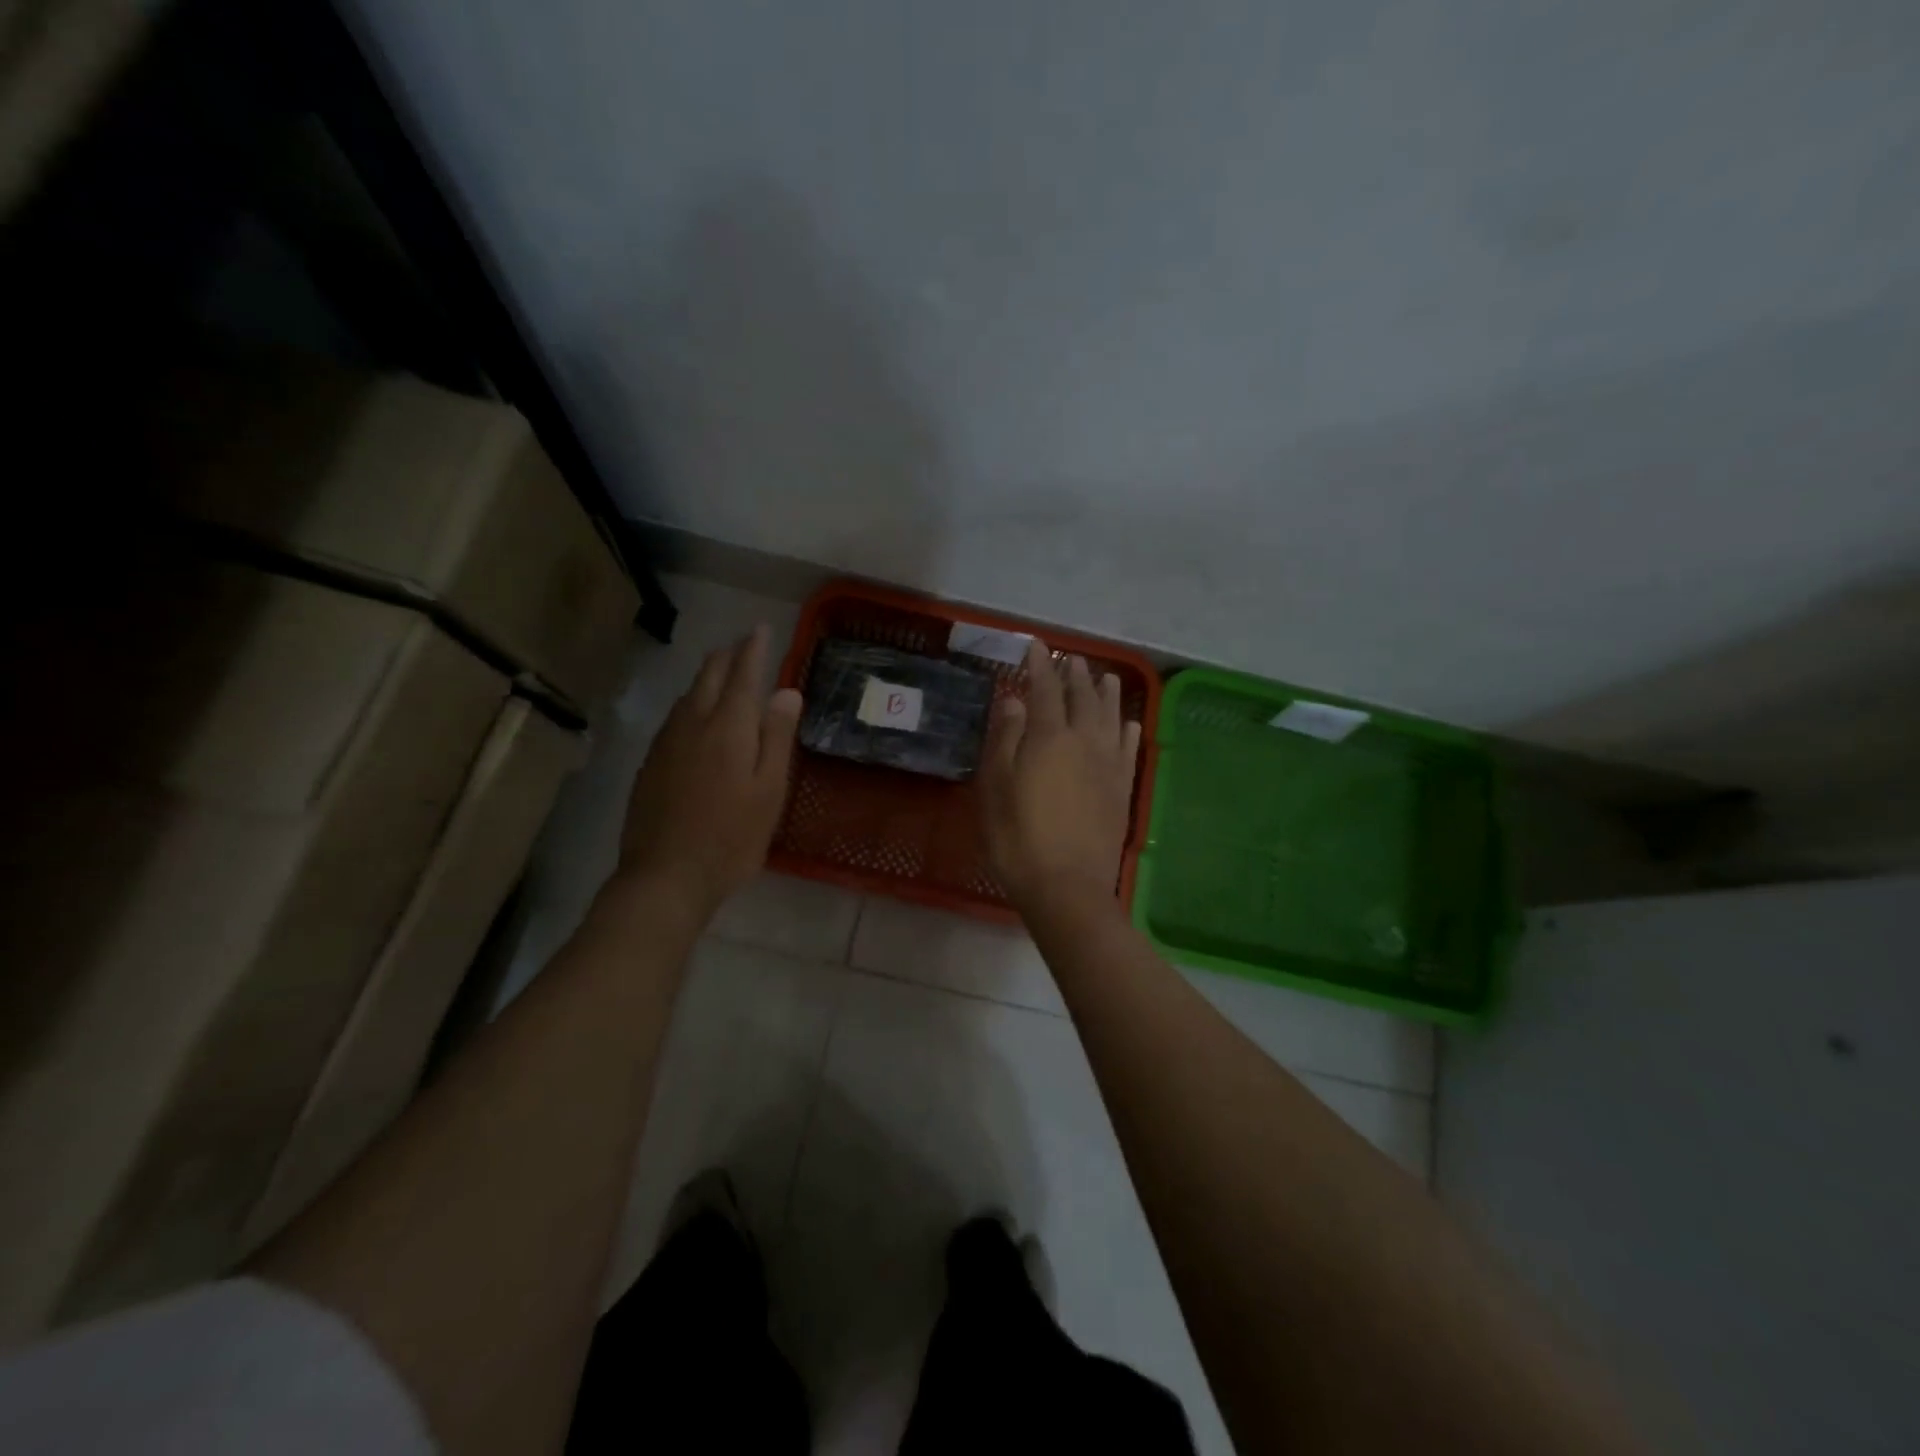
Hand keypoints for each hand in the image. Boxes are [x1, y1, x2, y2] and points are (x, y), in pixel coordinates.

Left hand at [615, 624, 801, 922]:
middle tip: (743, 645)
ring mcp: (666, 742)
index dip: (753, 648)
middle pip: (708, 675)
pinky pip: (674, 716)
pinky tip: (695, 714)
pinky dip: (692, 701)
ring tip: (722, 671)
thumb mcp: (769, 790)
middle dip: (727, 655)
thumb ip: (777, 737)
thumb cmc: (731, 837)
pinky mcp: (650, 762)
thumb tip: (786, 690)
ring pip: (688, 694)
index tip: (760, 628)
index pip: (742, 673)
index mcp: (728, 727)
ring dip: (707, 675)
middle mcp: (693, 723)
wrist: (665, 876)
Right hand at [979, 640, 1141, 913]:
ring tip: (1106, 677)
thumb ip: (1006, 739)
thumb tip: (1014, 700)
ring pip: (1111, 717)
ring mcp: (1109, 765)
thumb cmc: (1019, 838)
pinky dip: (1128, 731)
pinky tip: (1129, 724)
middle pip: (1083, 698)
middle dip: (1075, 675)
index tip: (1037, 645)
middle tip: (1071, 659)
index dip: (1040, 665)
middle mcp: (1085, 741)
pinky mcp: (1122, 789)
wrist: (1068, 887)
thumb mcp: (997, 787)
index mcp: (1050, 738)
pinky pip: (1129, 750)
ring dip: (1107, 694)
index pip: (1046, 689)